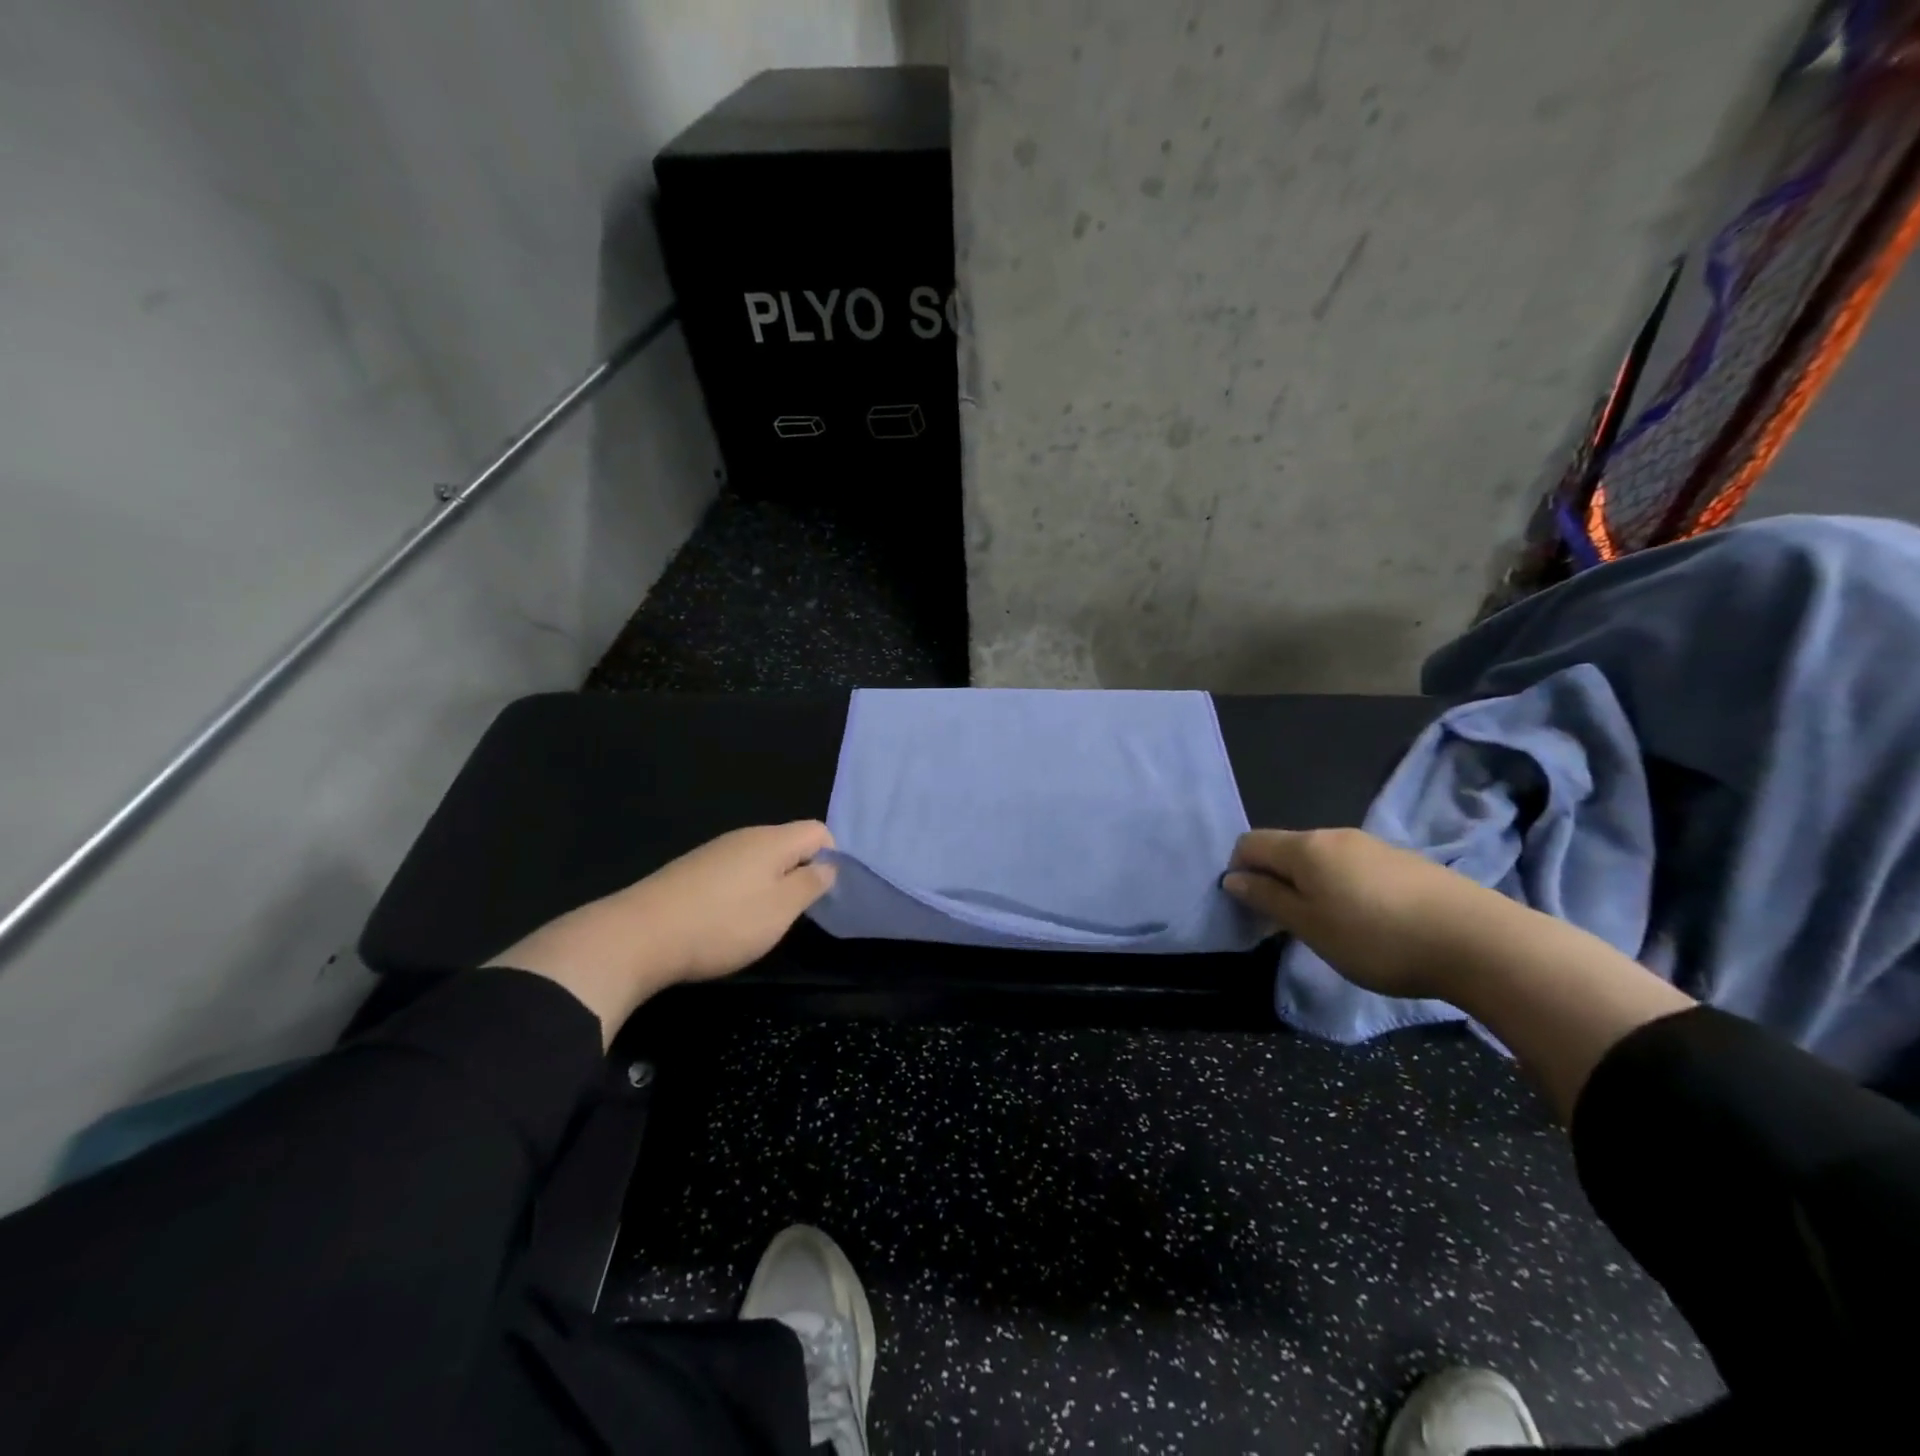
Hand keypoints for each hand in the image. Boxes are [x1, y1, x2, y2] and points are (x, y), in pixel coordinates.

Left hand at [486, 821, 835, 1042]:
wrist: (638, 936)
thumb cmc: (722, 924)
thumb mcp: (779, 910)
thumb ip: (810, 884)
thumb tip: (828, 865)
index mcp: (772, 840)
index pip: (818, 831)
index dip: (831, 857)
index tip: (824, 893)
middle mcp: (745, 836)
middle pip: (788, 842)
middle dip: (800, 872)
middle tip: (796, 912)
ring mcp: (715, 851)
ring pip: (760, 858)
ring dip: (770, 883)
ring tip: (762, 920)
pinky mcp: (692, 870)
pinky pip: (733, 871)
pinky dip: (742, 890)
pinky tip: (728, 919)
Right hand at [1223, 827, 1522, 1000]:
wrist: (1479, 941)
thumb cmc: (1377, 937)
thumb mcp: (1311, 926)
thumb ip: (1268, 899)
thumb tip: (1233, 878)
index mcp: (1305, 847)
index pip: (1250, 842)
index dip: (1238, 870)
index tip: (1248, 907)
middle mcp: (1335, 835)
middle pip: (1286, 848)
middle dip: (1274, 880)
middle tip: (1283, 924)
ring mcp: (1373, 846)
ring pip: (1321, 859)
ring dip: (1309, 886)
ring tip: (1328, 927)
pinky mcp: (1404, 862)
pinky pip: (1353, 868)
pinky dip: (1342, 888)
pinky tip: (1366, 922)